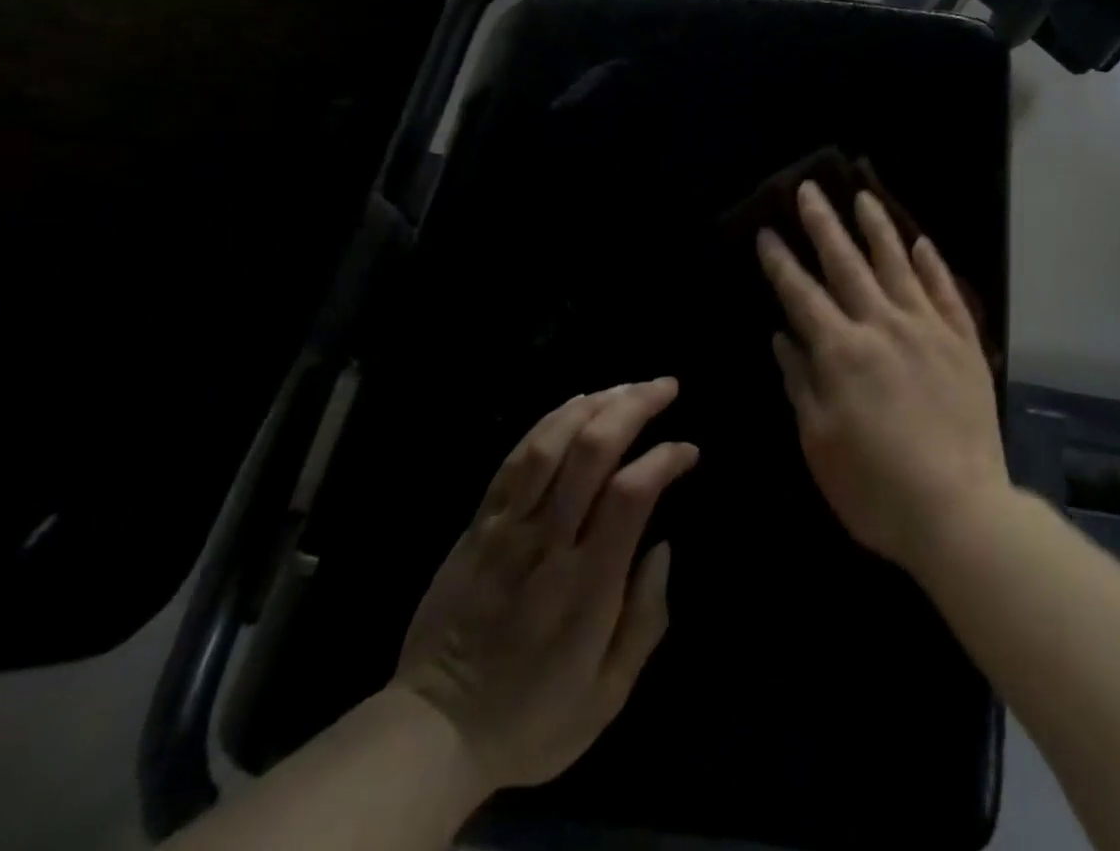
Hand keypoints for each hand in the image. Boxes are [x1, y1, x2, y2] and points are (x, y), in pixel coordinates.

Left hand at [393, 379, 697, 791]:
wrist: (430, 733)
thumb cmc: (532, 716)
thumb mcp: (607, 696)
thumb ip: (646, 619)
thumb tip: (663, 547)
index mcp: (586, 584)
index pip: (630, 494)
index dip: (665, 459)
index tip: (689, 451)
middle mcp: (546, 542)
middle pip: (591, 450)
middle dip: (634, 406)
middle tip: (667, 386)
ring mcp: (506, 528)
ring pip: (551, 442)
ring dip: (595, 403)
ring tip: (628, 386)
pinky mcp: (478, 525)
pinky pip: (514, 458)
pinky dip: (550, 420)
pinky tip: (577, 402)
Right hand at [756, 182, 1007, 577]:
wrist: (959, 509)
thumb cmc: (875, 487)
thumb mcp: (820, 444)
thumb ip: (801, 382)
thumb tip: (782, 336)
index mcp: (842, 352)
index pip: (802, 294)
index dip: (781, 262)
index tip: (768, 231)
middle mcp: (883, 326)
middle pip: (847, 264)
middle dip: (824, 225)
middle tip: (809, 189)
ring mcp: (927, 329)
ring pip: (898, 264)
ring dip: (878, 228)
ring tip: (863, 197)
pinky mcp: (962, 341)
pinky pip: (945, 291)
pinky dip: (932, 264)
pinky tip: (921, 242)